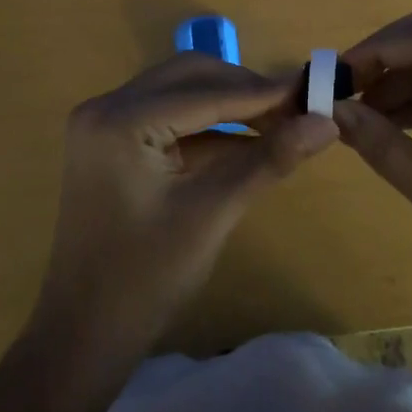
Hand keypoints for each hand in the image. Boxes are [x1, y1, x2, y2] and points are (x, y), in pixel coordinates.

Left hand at [33, 53, 338, 363]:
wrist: (84, 334)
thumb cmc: (146, 279)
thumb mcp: (213, 214)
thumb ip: (269, 160)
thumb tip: (327, 122)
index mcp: (120, 120)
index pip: (205, 92)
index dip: (263, 92)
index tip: (314, 90)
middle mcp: (105, 107)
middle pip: (189, 76)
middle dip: (244, 90)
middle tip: (296, 109)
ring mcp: (103, 124)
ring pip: (179, 92)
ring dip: (228, 104)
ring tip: (280, 122)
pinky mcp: (111, 143)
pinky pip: (167, 117)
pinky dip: (207, 126)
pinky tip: (247, 141)